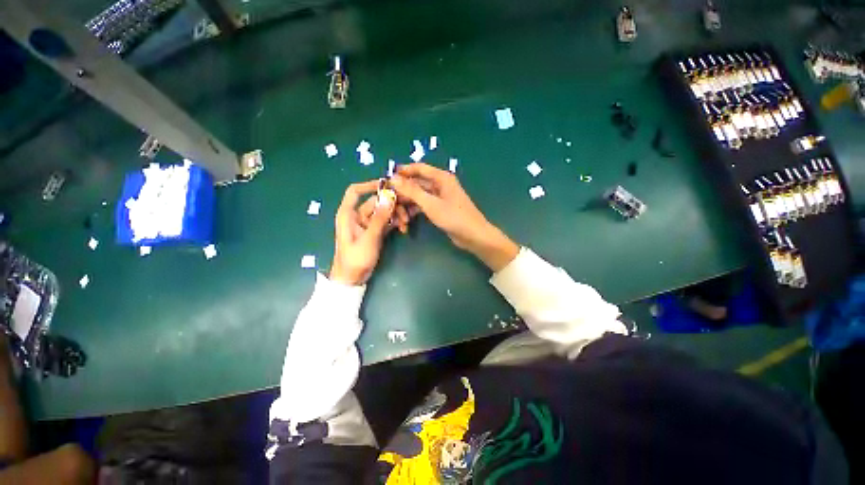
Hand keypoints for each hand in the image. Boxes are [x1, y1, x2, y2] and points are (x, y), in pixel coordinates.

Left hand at [330, 180, 403, 284]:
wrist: (353, 279)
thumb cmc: (355, 259)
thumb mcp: (369, 238)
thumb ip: (380, 218)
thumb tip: (389, 197)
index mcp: (348, 214)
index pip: (355, 191)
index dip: (369, 185)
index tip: (388, 185)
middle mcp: (357, 216)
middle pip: (375, 202)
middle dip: (391, 205)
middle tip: (406, 212)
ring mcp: (367, 224)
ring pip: (383, 212)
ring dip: (395, 215)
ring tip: (405, 224)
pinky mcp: (374, 232)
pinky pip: (386, 222)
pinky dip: (394, 223)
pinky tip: (404, 228)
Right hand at [390, 163, 518, 271]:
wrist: (473, 236)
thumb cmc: (454, 217)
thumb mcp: (431, 204)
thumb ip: (412, 191)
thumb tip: (393, 178)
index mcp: (441, 178)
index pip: (419, 168)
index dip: (403, 171)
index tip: (387, 177)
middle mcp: (440, 185)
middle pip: (416, 184)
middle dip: (403, 193)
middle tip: (388, 202)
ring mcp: (439, 197)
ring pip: (418, 196)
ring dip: (407, 205)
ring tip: (398, 217)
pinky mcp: (439, 208)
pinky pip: (422, 206)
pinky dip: (414, 212)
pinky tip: (406, 221)